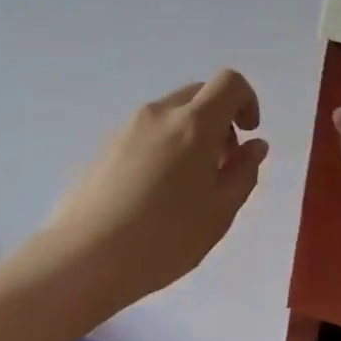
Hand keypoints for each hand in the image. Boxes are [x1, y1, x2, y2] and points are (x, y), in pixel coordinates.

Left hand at [44, 69, 267, 308]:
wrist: (85, 256)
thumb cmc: (164, 238)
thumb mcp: (218, 213)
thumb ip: (243, 173)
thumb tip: (254, 145)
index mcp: (193, 124)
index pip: (229, 83)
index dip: (247, 101)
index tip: (248, 136)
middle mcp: (158, 115)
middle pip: (197, 96)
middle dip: (219, 122)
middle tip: (220, 168)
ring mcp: (125, 129)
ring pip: (169, 117)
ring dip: (189, 137)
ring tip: (186, 189)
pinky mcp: (103, 149)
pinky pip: (145, 135)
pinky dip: (163, 149)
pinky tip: (154, 196)